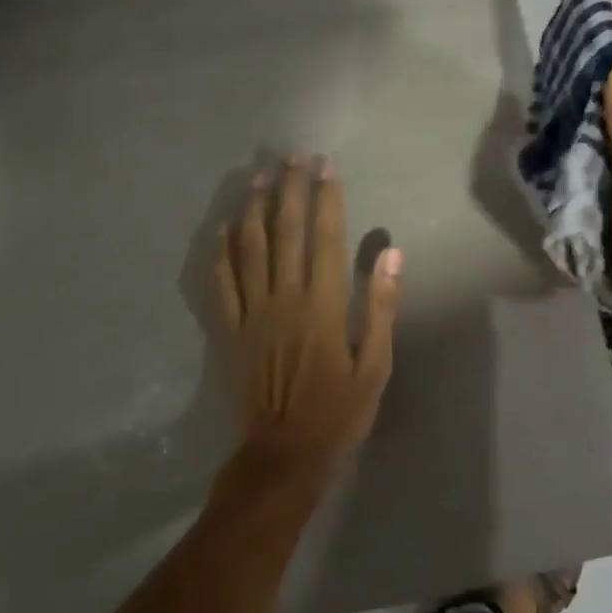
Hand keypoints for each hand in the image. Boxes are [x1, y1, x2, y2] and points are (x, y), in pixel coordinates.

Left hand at [214, 156, 402, 485]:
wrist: (285, 455)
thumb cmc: (339, 411)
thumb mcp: (375, 365)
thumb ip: (380, 306)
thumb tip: (390, 253)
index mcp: (321, 306)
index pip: (324, 238)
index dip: (326, 199)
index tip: (326, 168)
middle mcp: (283, 299)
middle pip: (284, 233)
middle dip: (290, 191)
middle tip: (293, 157)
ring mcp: (251, 313)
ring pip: (249, 249)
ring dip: (254, 209)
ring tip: (259, 176)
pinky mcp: (230, 331)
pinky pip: (221, 284)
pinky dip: (221, 252)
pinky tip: (224, 227)